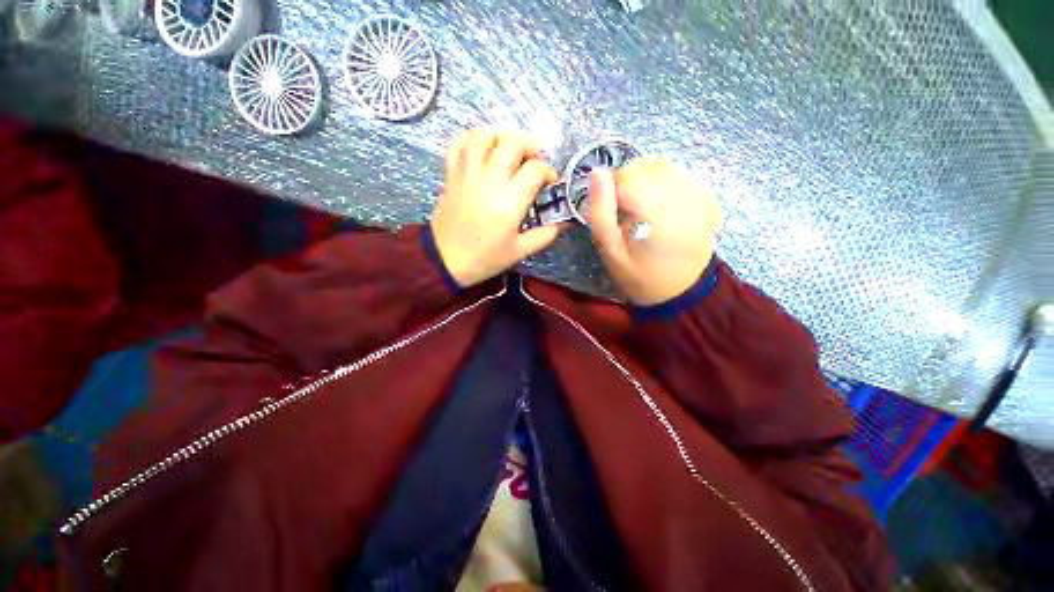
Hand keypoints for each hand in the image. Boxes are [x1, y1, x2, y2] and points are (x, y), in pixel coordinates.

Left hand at [430, 129, 561, 287]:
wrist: (446, 260)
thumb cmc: (485, 258)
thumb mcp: (519, 251)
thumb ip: (544, 235)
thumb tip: (564, 223)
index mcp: (509, 201)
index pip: (535, 169)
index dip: (548, 171)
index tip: (550, 182)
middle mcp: (489, 180)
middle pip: (512, 142)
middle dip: (530, 145)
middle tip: (534, 159)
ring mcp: (467, 174)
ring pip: (484, 135)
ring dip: (502, 135)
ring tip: (510, 148)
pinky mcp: (452, 174)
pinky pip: (459, 143)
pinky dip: (472, 139)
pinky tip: (483, 148)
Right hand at [589, 158, 722, 305]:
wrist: (681, 291)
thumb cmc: (640, 275)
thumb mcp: (611, 252)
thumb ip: (601, 213)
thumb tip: (597, 173)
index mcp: (658, 214)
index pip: (626, 178)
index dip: (610, 192)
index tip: (610, 214)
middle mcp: (684, 197)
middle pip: (644, 168)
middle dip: (626, 184)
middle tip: (623, 212)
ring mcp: (700, 194)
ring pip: (660, 166)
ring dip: (643, 181)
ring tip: (640, 209)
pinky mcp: (707, 196)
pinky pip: (677, 174)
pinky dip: (661, 183)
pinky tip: (658, 206)